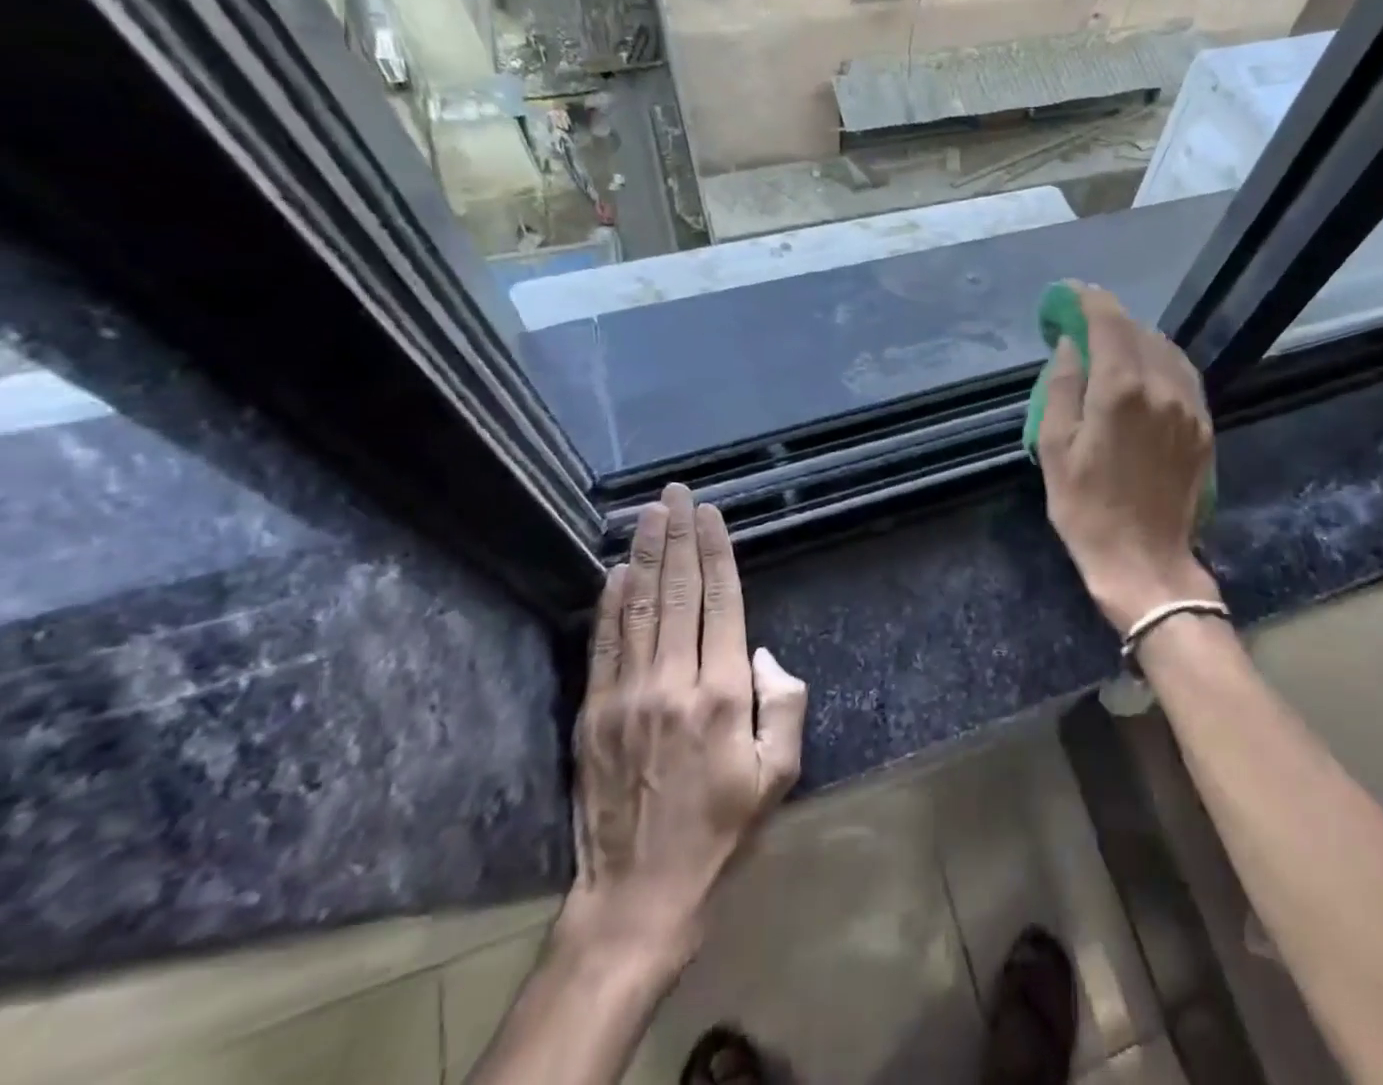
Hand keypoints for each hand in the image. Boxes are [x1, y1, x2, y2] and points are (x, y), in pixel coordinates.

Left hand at [557, 483, 807, 994]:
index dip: (717, 553)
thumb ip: (785, 704)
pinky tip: (615, 570)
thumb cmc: (721, 832)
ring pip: (638, 607)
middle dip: (679, 536)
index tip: (711, 515)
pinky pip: (603, 644)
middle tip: (678, 493)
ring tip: (649, 512)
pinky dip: (609, 602)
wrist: (639, 894)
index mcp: (724, 694)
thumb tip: (763, 651)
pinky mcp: (593, 714)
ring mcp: (627, 696)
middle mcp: (674, 682)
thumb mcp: (780, 775)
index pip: (722, 602)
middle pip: (678, 592)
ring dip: (644, 554)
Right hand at [1035, 286, 1218, 632]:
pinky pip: (1183, 376)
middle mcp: (1163, 387)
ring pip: (1166, 350)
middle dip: (1109, 319)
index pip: (1108, 321)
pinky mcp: (1203, 427)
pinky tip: (1143, 373)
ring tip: (1110, 347)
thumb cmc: (1086, 508)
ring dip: (1137, 339)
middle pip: (1138, 331)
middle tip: (1082, 325)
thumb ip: (1062, 386)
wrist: (1145, 561)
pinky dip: (1160, 362)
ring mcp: (1190, 407)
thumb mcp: (1055, 447)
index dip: (1087, 299)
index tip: (1069, 293)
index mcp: (1121, 389)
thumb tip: (1070, 345)